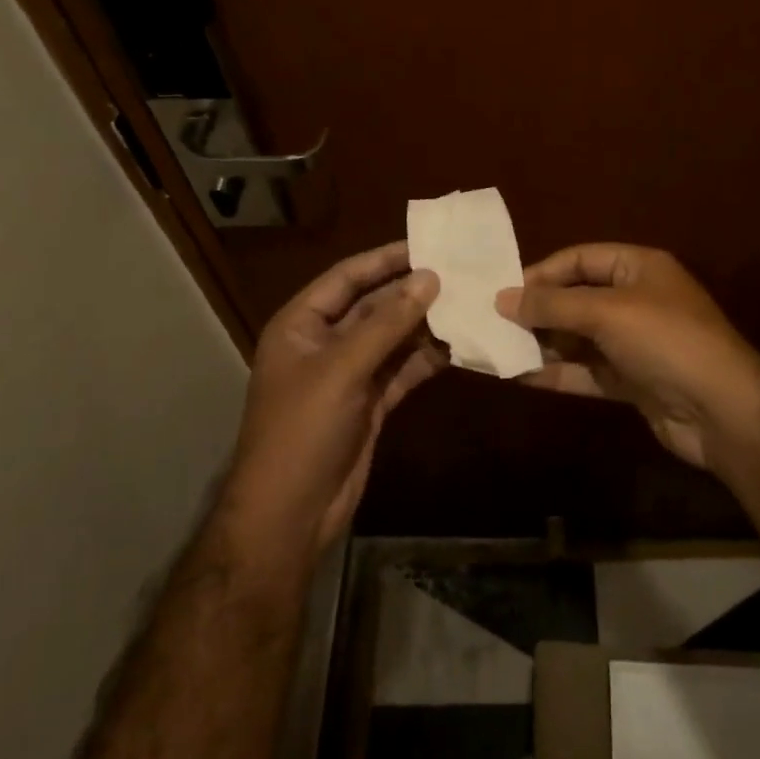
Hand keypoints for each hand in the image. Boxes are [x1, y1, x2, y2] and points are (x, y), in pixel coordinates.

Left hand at [224, 243, 442, 554]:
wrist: (290, 514)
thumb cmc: (302, 429)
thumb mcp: (342, 368)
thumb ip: (387, 323)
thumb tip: (429, 277)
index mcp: (302, 324)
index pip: (347, 278)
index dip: (384, 260)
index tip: (427, 244)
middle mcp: (325, 343)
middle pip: (374, 307)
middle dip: (412, 293)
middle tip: (460, 273)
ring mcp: (349, 375)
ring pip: (392, 339)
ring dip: (425, 325)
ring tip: (469, 304)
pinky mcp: (370, 403)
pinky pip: (402, 370)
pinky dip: (427, 359)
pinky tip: (459, 346)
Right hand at [495, 244, 759, 470]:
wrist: (723, 412)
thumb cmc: (666, 341)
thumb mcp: (607, 312)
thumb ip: (553, 305)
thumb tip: (502, 298)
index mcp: (640, 267)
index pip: (582, 258)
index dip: (543, 271)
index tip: (504, 290)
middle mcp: (637, 300)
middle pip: (578, 297)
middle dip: (539, 310)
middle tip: (494, 322)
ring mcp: (635, 343)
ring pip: (579, 337)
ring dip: (543, 343)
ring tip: (498, 349)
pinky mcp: (632, 381)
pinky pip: (588, 371)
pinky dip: (558, 373)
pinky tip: (521, 377)